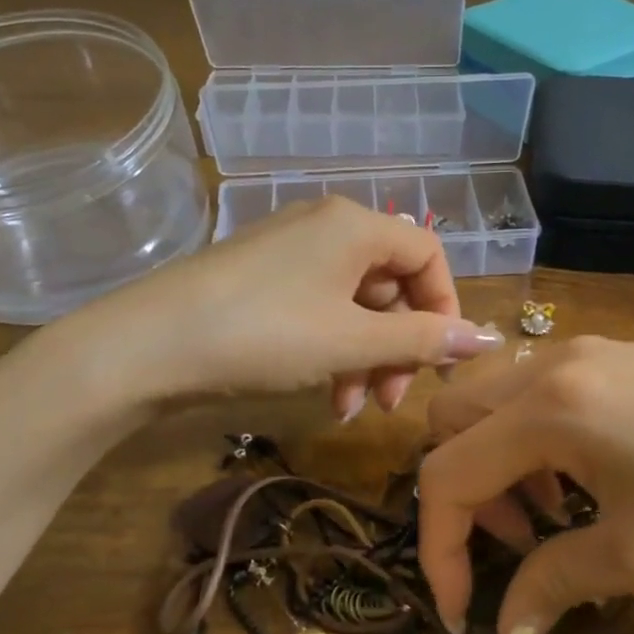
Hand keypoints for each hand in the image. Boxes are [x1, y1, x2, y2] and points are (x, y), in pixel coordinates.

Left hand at [82, 196, 504, 412]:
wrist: (147, 346)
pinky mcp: (262, 278)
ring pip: (355, 302)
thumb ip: (423, 340)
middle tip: (393, 399)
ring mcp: (290, 251)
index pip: (428, 254)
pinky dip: (332, 349)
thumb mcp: (352, 341)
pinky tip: (324, 394)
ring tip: (352, 408)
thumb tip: (487, 339)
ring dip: (366, 356)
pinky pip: (320, 308)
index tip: (443, 362)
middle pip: (391, 282)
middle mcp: (326, 226)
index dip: (446, 308)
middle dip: (400, 344)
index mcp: (356, 226)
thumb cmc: (264, 334)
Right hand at [417, 336, 633, 633]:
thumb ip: (552, 586)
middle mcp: (551, 363)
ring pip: (492, 398)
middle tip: (516, 545)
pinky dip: (531, 437)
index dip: (440, 549)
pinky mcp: (618, 355)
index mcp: (546, 408)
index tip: (465, 615)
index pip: (447, 474)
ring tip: (551, 515)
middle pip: (452, 418)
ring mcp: (586, 350)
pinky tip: (584, 477)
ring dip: (496, 461)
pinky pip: (537, 389)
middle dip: (464, 492)